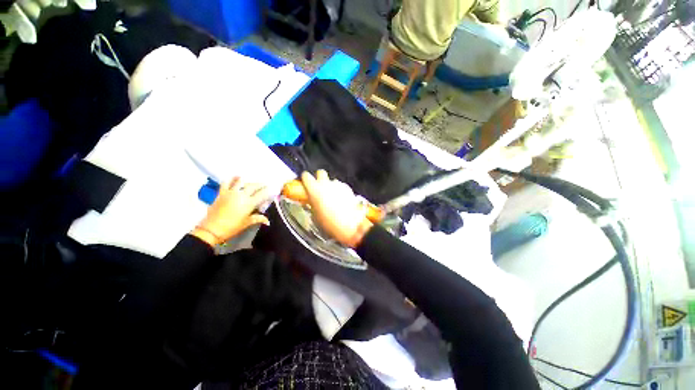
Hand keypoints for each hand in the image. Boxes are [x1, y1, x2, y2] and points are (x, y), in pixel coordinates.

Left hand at [192, 178, 269, 245]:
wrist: (212, 229)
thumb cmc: (232, 227)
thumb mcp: (247, 223)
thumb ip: (258, 219)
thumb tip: (268, 221)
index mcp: (249, 203)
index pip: (262, 194)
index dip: (268, 191)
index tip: (272, 189)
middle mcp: (241, 195)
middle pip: (253, 186)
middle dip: (260, 184)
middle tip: (264, 184)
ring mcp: (231, 193)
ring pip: (241, 182)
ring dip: (247, 181)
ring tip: (251, 181)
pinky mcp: (222, 193)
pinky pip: (226, 183)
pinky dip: (231, 179)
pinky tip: (235, 177)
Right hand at [301, 170, 372, 247]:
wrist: (349, 226)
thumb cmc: (329, 223)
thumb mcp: (315, 214)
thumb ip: (312, 203)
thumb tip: (312, 201)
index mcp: (314, 189)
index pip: (306, 176)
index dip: (306, 179)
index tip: (306, 183)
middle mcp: (325, 184)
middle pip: (320, 173)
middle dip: (319, 178)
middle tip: (319, 187)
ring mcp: (337, 185)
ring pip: (332, 181)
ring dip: (331, 186)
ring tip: (332, 198)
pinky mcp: (347, 188)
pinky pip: (341, 187)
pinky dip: (340, 191)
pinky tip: (342, 200)